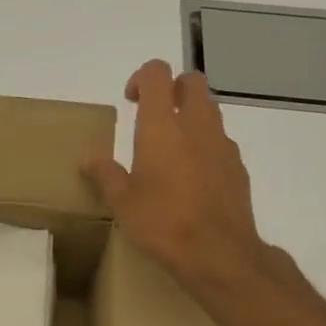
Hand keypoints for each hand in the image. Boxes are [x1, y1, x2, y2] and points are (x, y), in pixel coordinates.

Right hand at [82, 59, 269, 294]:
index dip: (142, 78)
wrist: (218, 252)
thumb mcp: (122, 202)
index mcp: (161, 127)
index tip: (131, 101)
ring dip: (190, 115)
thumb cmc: (162, 223)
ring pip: (209, 109)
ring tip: (171, 149)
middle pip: (192, 81)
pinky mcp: (237, 165)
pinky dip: (205, 145)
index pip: (157, 73)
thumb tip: (88, 158)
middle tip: (154, 115)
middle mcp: (195, 125)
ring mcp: (222, 144)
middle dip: (173, 88)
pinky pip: (220, 141)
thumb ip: (105, 174)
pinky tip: (191, 177)